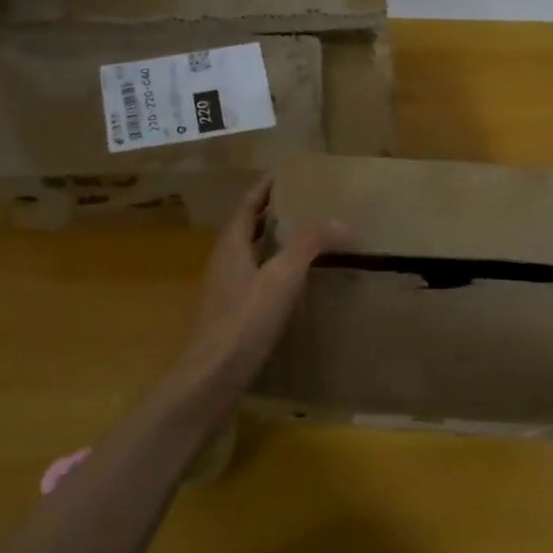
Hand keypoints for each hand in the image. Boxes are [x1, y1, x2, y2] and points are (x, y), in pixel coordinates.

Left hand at [171, 175, 347, 400]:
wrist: (212, 378)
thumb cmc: (244, 322)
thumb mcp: (281, 278)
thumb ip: (309, 245)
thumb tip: (341, 221)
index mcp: (231, 245)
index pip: (247, 205)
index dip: (265, 187)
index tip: (286, 174)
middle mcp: (223, 263)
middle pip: (247, 228)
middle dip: (271, 213)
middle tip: (304, 204)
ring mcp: (224, 291)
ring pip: (250, 255)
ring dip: (272, 242)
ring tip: (304, 239)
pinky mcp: (230, 315)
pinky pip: (254, 279)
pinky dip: (273, 270)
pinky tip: (292, 284)